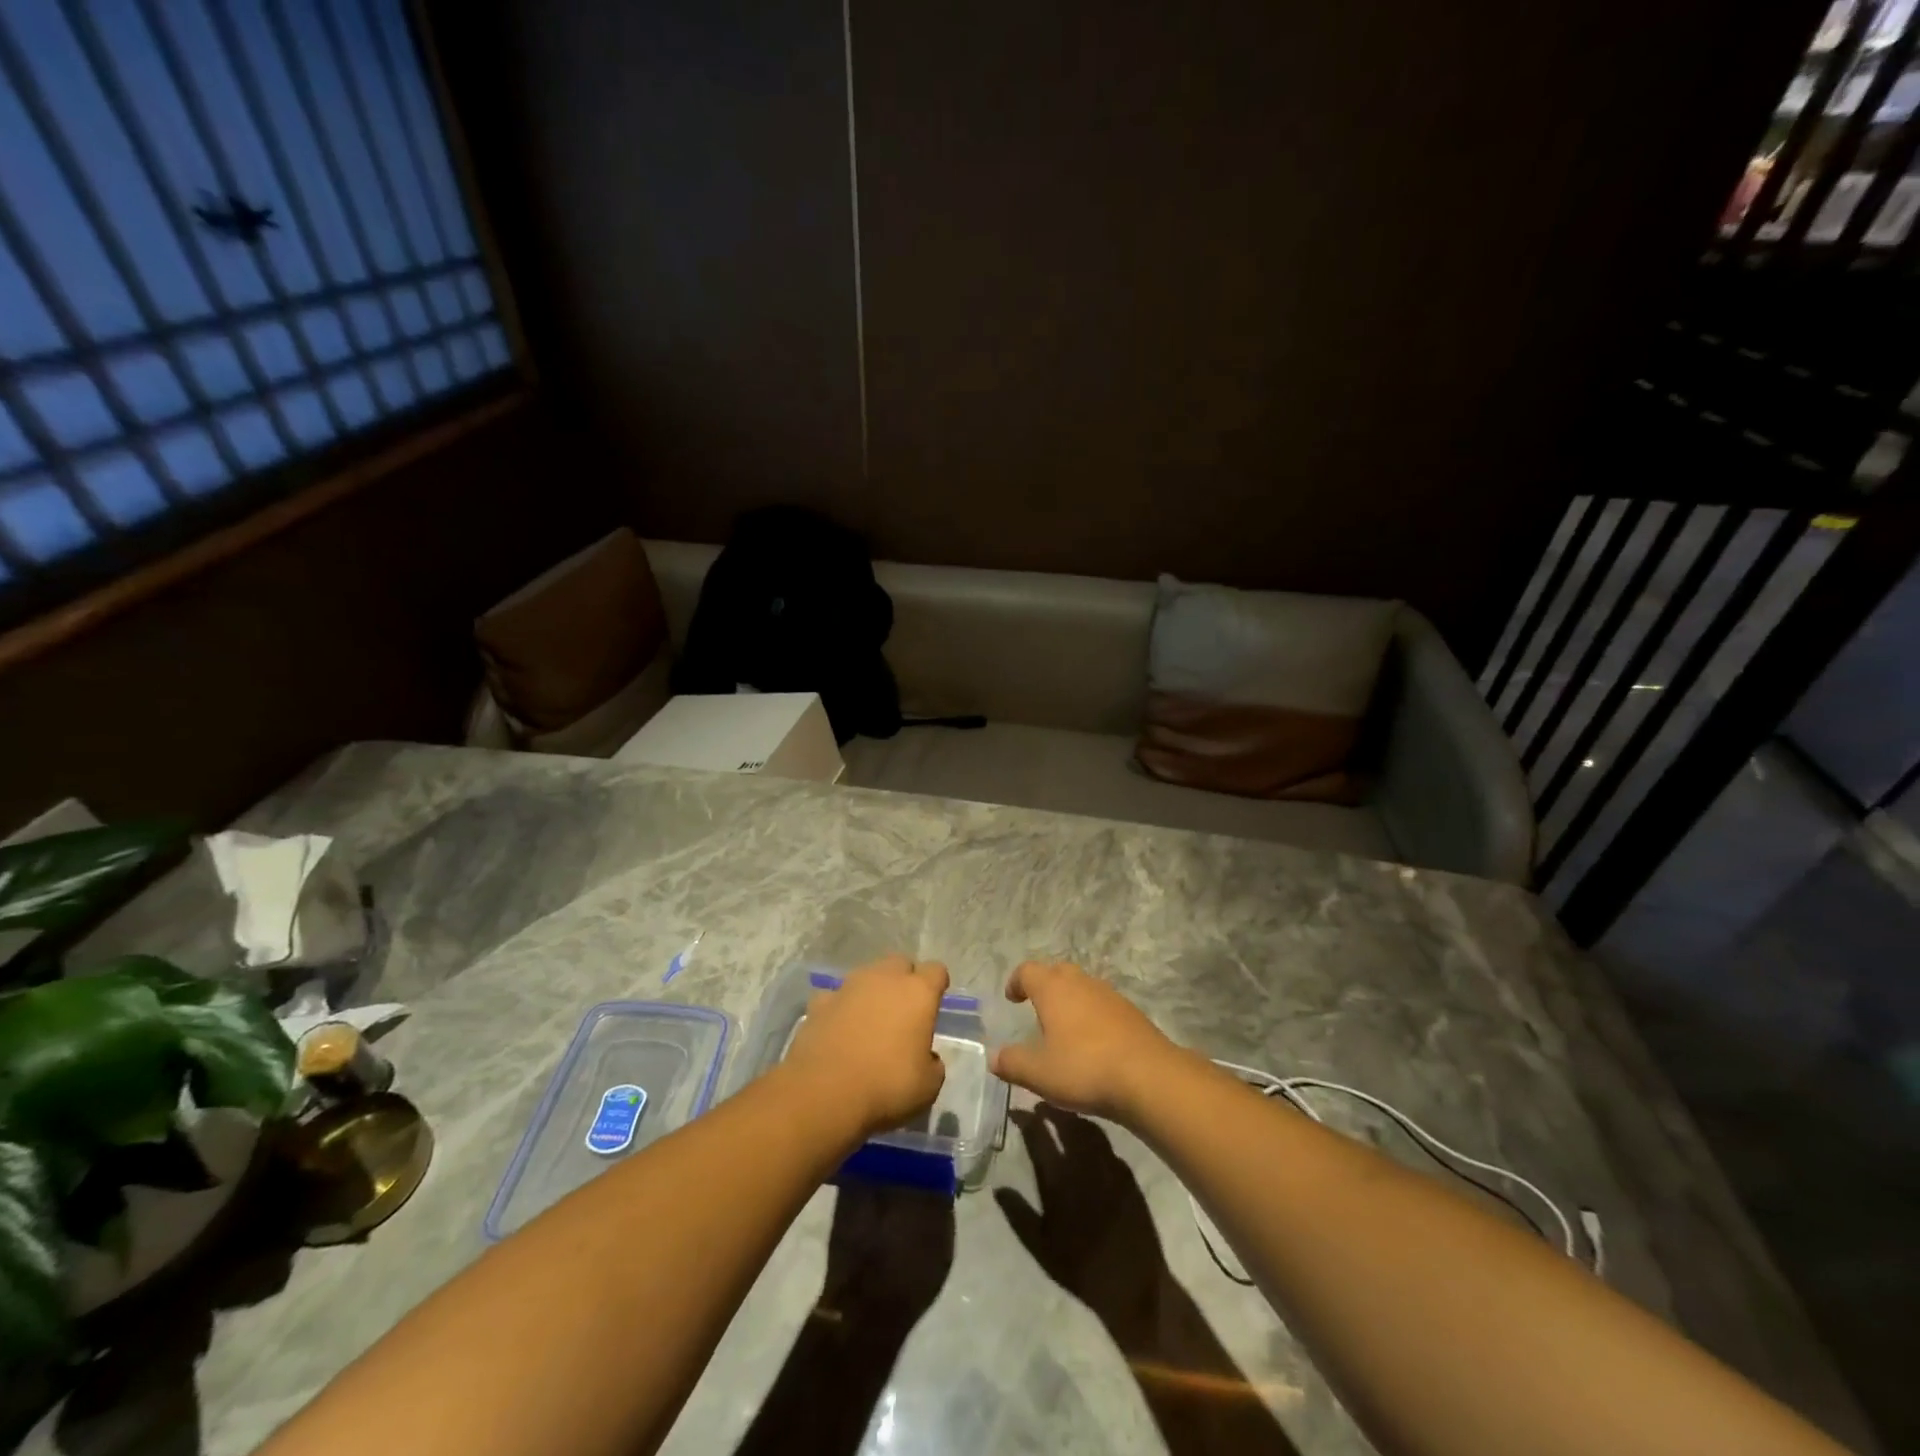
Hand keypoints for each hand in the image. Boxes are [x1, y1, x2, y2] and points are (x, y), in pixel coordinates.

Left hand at [782, 954, 947, 1140]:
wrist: (824, 1093)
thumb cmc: (887, 1087)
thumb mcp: (928, 1087)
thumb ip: (932, 1064)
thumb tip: (926, 1057)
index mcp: (918, 993)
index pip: (936, 971)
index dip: (937, 985)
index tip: (934, 1005)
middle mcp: (884, 979)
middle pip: (900, 963)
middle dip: (903, 981)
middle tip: (903, 1012)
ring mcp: (848, 987)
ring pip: (866, 976)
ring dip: (871, 992)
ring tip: (869, 1023)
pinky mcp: (819, 1002)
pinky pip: (835, 997)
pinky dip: (840, 1008)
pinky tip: (838, 1031)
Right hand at [991, 960, 1183, 1123]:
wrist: (1149, 1076)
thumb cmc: (1084, 1068)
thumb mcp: (1039, 1073)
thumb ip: (1012, 1063)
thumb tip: (993, 1057)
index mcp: (1053, 989)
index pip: (1027, 970)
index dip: (1016, 981)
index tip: (1012, 998)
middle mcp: (1080, 983)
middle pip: (1057, 971)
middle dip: (1044, 984)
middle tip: (1037, 1007)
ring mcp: (1109, 995)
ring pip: (1082, 986)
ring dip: (1070, 999)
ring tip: (1064, 1027)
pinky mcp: (1130, 1012)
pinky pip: (1102, 1004)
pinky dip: (1091, 1014)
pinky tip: (1093, 1041)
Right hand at [996, 1106, 1163, 1335]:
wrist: (1134, 1288)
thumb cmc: (1081, 1270)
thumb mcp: (1041, 1249)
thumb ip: (1019, 1215)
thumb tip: (998, 1188)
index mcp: (1057, 1179)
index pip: (1037, 1136)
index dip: (1025, 1119)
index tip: (1015, 1111)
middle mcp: (1083, 1165)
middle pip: (1065, 1123)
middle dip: (1050, 1109)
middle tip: (1039, 1106)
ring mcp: (1109, 1166)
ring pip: (1088, 1128)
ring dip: (1073, 1118)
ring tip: (1063, 1116)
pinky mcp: (1128, 1175)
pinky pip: (1108, 1144)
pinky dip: (1094, 1135)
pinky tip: (1091, 1141)